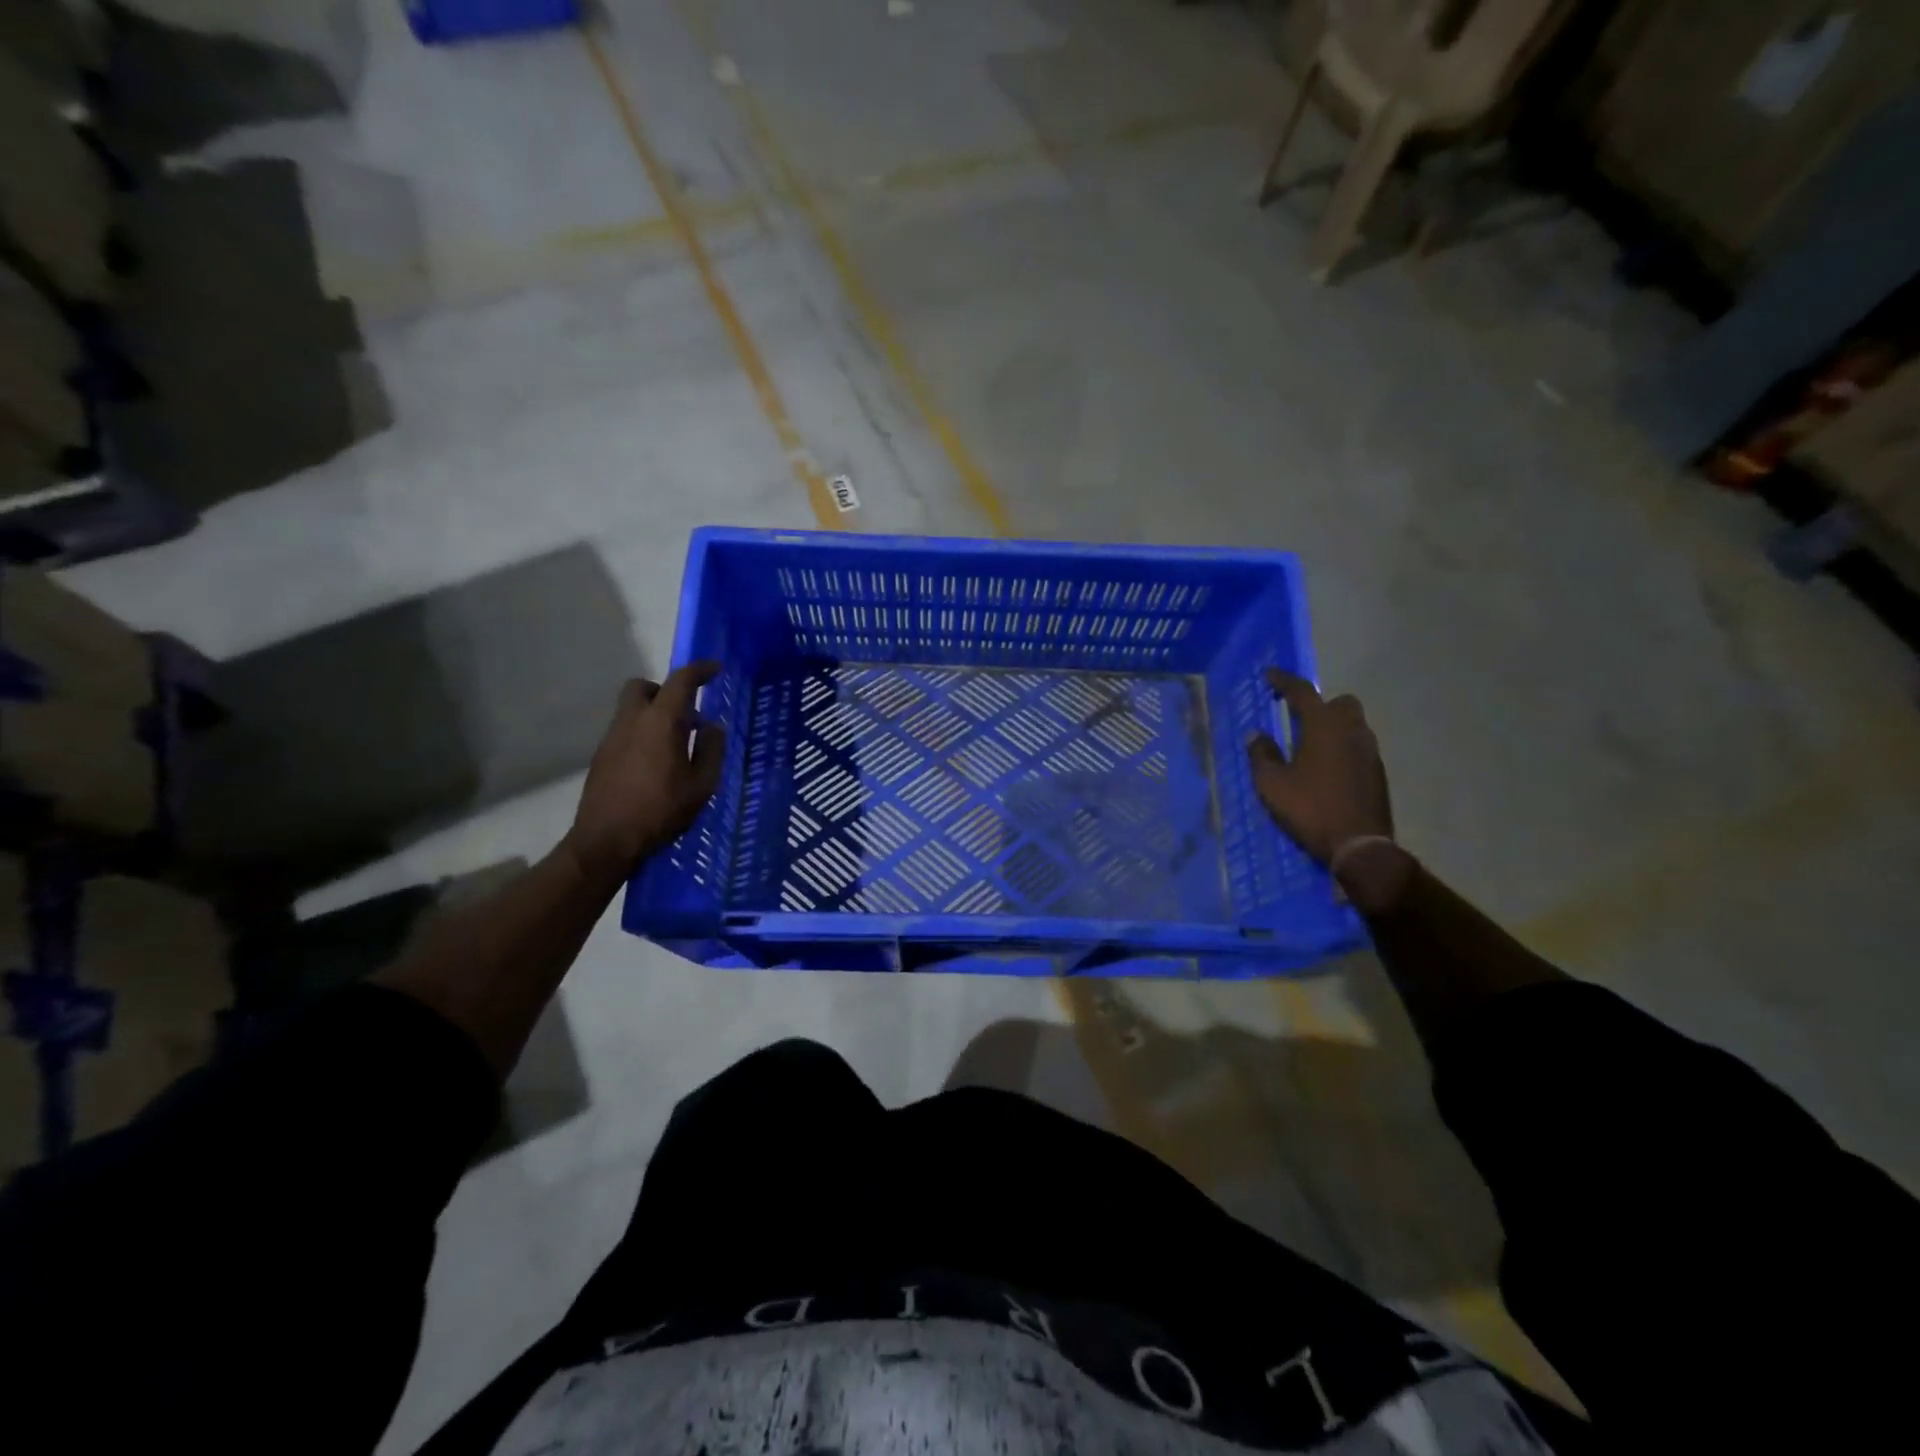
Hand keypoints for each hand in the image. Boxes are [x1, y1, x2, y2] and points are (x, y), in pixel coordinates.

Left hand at [562, 662, 725, 886]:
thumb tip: (710, 726)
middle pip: (643, 686)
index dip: (699, 670)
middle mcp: (632, 721)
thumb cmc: (661, 810)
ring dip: (654, 714)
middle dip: (665, 690)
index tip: (714, 669)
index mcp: (660, 722)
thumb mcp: (701, 784)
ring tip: (675, 744)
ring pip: (631, 709)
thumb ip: (711, 749)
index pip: (680, 681)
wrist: (607, 841)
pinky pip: (625, 731)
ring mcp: (612, 738)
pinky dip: (642, 734)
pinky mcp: (602, 757)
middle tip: (685, 711)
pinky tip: (656, 764)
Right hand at [1247, 669, 1392, 865]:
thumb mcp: (1272, 785)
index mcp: (1324, 727)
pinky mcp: (1378, 773)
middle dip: (1320, 704)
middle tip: (1298, 718)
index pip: (1303, 692)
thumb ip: (1262, 755)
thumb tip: (1257, 736)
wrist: (1360, 846)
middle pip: (1340, 703)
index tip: (1270, 675)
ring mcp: (1370, 752)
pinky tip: (1326, 769)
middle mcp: (1352, 731)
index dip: (1284, 681)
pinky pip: (1358, 747)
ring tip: (1310, 746)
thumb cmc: (1310, 809)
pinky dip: (1342, 748)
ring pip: (1353, 725)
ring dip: (1333, 727)